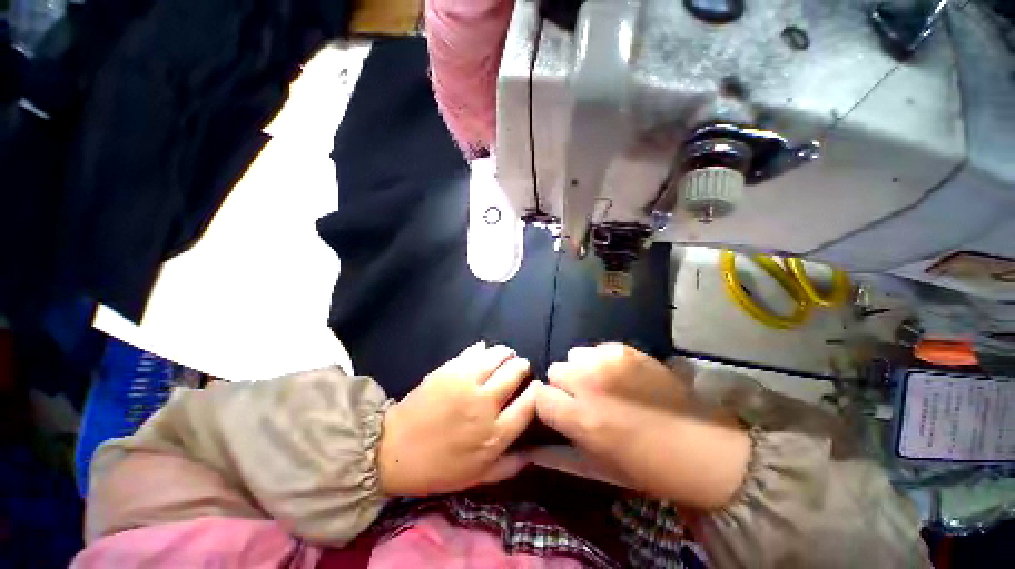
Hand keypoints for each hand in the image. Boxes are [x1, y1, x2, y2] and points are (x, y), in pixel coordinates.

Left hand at [378, 342, 537, 495]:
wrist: (394, 450)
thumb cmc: (438, 468)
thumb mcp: (478, 477)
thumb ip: (511, 465)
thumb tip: (535, 451)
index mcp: (495, 433)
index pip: (530, 402)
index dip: (538, 391)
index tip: (536, 388)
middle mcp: (485, 403)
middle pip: (515, 372)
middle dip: (522, 366)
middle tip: (520, 367)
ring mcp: (466, 382)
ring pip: (498, 355)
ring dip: (506, 353)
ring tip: (506, 355)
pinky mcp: (450, 368)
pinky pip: (475, 350)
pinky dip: (484, 349)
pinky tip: (484, 352)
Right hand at [535, 343, 750, 509]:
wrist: (703, 449)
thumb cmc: (647, 468)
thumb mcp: (597, 469)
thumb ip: (556, 457)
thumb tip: (528, 450)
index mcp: (581, 419)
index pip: (540, 396)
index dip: (548, 405)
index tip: (560, 412)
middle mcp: (589, 384)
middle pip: (554, 370)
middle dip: (564, 386)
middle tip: (585, 401)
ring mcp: (609, 362)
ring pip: (573, 355)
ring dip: (581, 370)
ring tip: (603, 386)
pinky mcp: (626, 350)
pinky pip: (596, 348)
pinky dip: (600, 360)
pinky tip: (620, 376)